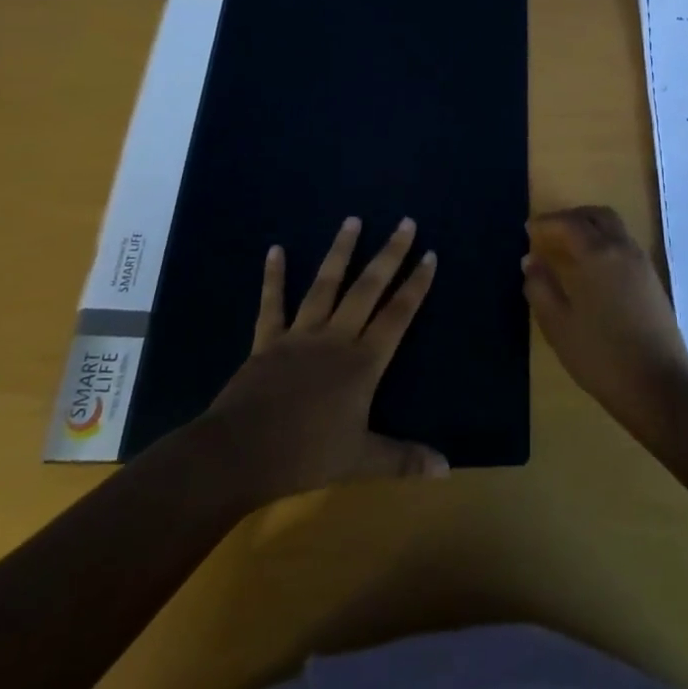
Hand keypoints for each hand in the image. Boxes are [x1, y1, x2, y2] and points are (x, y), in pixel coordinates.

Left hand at [205, 215, 446, 504]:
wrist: (240, 454)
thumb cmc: (305, 455)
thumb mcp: (361, 460)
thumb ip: (403, 460)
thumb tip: (447, 468)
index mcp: (363, 362)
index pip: (398, 315)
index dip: (416, 284)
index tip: (430, 254)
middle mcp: (336, 338)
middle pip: (368, 288)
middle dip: (390, 254)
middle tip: (405, 223)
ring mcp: (300, 335)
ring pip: (325, 285)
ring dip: (340, 251)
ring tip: (353, 219)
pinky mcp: (267, 341)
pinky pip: (272, 304)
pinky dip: (274, 277)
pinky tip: (275, 250)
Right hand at [523, 206, 687, 426]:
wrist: (659, 386)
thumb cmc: (601, 356)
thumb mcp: (558, 325)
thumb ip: (540, 288)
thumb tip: (530, 260)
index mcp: (597, 254)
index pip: (569, 224)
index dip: (546, 223)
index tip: (528, 230)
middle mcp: (622, 249)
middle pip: (597, 216)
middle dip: (572, 217)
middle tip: (551, 231)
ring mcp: (642, 264)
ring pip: (615, 228)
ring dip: (591, 228)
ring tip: (570, 248)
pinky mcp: (653, 281)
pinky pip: (626, 246)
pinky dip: (606, 243)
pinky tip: (594, 269)